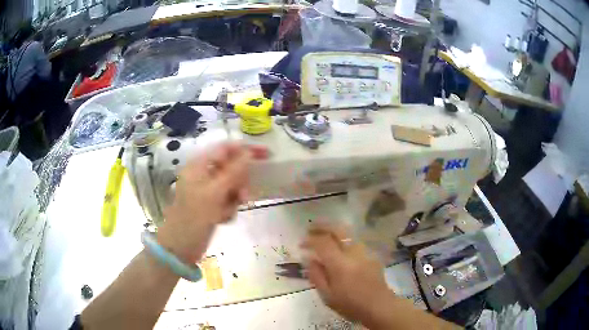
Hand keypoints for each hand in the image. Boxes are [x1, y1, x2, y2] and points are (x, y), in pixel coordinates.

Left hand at [157, 142, 267, 263]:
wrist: (180, 248)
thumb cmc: (193, 218)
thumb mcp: (214, 193)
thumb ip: (233, 172)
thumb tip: (249, 153)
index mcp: (199, 166)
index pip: (226, 148)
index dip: (246, 149)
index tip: (267, 155)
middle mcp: (203, 175)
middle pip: (231, 168)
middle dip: (239, 182)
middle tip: (243, 197)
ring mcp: (207, 191)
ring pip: (232, 185)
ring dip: (234, 198)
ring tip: (227, 212)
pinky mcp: (211, 205)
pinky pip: (228, 200)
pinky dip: (228, 209)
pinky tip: (221, 219)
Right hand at [301, 225, 393, 327]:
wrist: (379, 306)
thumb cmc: (350, 305)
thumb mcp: (327, 295)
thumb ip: (316, 275)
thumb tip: (309, 259)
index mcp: (340, 264)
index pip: (323, 242)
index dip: (310, 240)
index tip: (301, 244)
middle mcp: (353, 253)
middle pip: (338, 230)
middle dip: (322, 226)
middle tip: (310, 229)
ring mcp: (365, 252)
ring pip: (348, 233)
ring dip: (334, 231)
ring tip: (324, 235)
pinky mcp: (371, 255)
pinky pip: (355, 242)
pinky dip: (344, 240)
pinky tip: (340, 248)